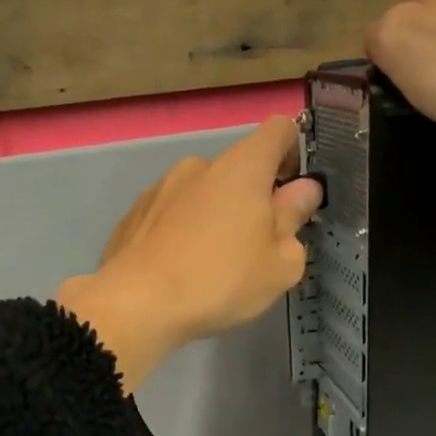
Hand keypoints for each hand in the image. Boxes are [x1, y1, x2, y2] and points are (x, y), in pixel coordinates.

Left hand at [55, 117, 322, 391]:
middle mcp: (199, 165)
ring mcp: (160, 188)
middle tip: (257, 248)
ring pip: (202, 195)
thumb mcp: (280, 263)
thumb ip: (294, 219)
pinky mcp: (133, 216)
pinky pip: (170, 217)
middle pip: (238, 170)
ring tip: (212, 266)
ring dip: (215, 218)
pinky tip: (179, 272)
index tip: (295, 191)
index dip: (295, 153)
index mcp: (242, 166)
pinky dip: (181, 235)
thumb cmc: (220, 280)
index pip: (279, 130)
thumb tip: (302, 190)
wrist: (135, 305)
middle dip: (253, 199)